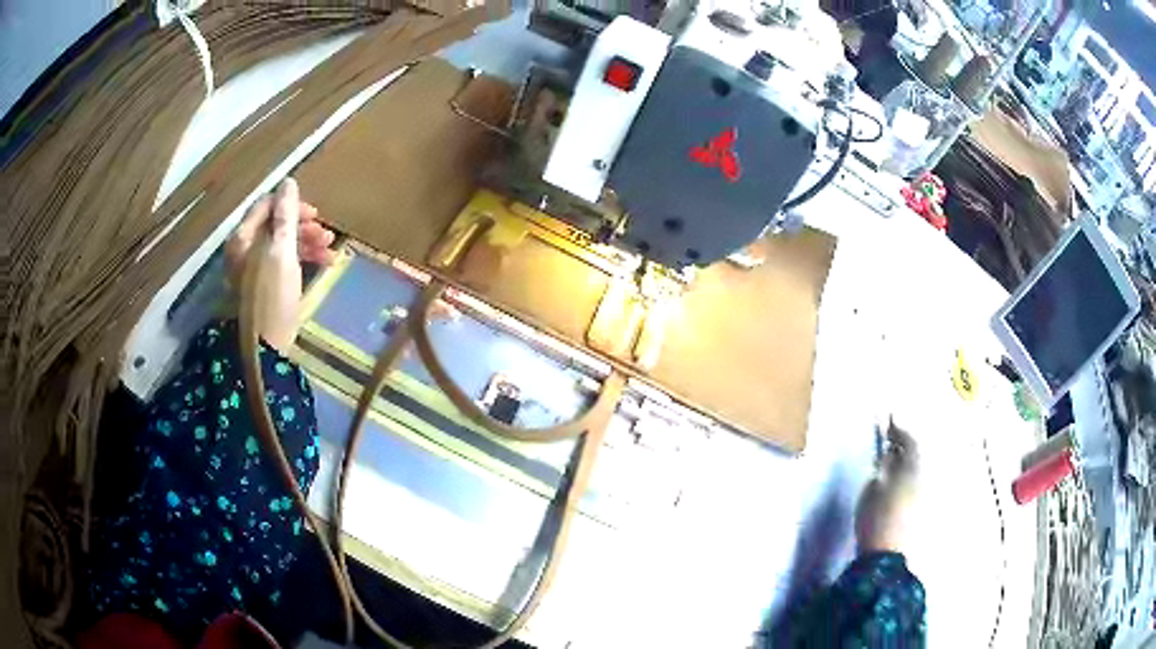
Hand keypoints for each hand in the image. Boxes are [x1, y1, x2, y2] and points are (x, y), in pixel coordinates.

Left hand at [225, 178, 336, 352]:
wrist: (263, 350)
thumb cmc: (271, 297)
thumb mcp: (281, 253)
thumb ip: (285, 217)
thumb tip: (288, 182)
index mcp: (243, 238)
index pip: (266, 206)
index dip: (291, 205)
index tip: (315, 215)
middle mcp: (244, 250)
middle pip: (275, 225)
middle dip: (303, 227)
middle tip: (327, 235)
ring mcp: (252, 269)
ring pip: (281, 245)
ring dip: (306, 244)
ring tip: (330, 253)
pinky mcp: (262, 287)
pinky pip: (282, 263)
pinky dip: (301, 261)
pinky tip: (320, 267)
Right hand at [856, 421, 918, 553]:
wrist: (887, 556)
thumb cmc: (876, 518)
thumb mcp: (872, 489)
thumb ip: (883, 468)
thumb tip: (890, 456)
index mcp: (914, 468)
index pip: (909, 441)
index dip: (899, 430)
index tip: (889, 422)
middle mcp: (927, 477)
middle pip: (918, 455)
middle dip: (906, 447)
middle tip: (892, 442)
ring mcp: (927, 494)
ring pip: (920, 469)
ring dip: (908, 463)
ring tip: (895, 462)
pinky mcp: (925, 509)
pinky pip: (920, 483)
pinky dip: (911, 477)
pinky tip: (901, 482)